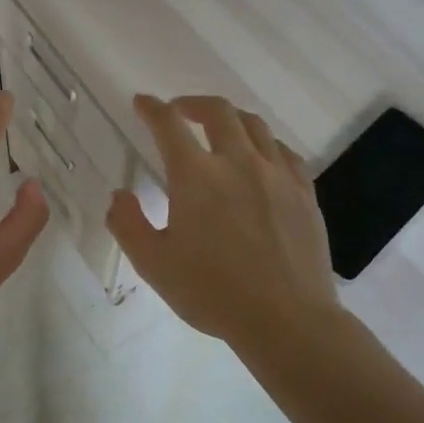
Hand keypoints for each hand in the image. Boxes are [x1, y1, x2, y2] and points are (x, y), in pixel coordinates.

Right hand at [106, 95, 341, 353]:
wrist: (286, 320)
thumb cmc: (212, 292)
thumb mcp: (154, 264)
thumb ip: (128, 224)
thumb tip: (119, 195)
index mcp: (196, 176)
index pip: (168, 125)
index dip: (152, 109)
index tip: (142, 103)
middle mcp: (237, 162)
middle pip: (218, 112)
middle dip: (193, 104)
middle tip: (180, 111)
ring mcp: (276, 175)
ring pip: (255, 126)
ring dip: (230, 118)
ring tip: (219, 127)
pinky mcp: (304, 192)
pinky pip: (284, 152)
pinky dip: (265, 143)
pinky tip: (260, 157)